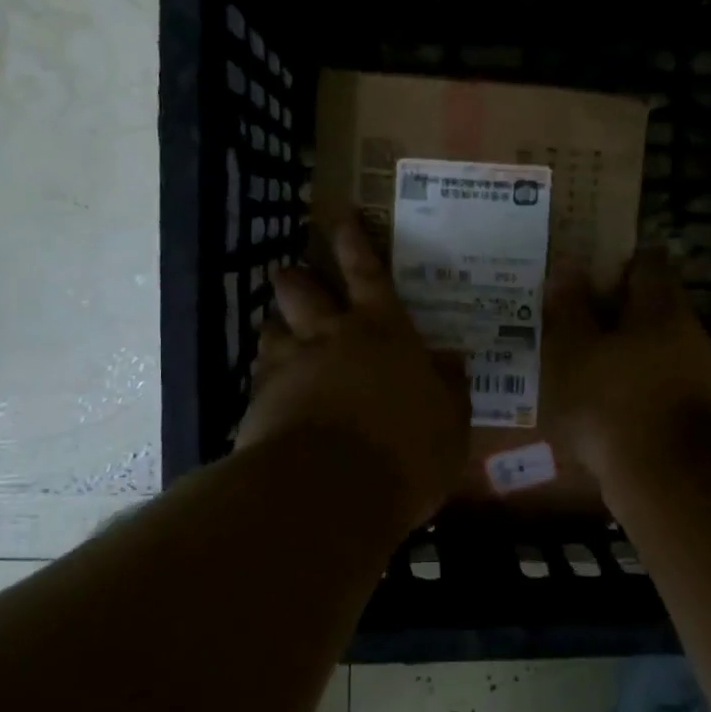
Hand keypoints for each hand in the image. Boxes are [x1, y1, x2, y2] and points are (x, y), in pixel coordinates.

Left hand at [237, 217, 468, 532]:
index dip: (354, 243)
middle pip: (302, 291)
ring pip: (271, 330)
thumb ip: (450, 388)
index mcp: (383, 332)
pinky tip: (270, 397)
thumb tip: (451, 361)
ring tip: (280, 339)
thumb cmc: (406, 452)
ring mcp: (289, 367)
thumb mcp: (450, 423)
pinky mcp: (259, 402)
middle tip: (293, 277)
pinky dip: (265, 381)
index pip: (367, 273)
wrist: (331, 492)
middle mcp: (331, 337)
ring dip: (276, 330)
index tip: (340, 219)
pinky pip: (259, 379)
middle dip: (296, 279)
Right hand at [544, 247, 710, 483]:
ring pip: (644, 346)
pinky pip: (645, 381)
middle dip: (607, 306)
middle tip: (565, 308)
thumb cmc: (614, 400)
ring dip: (612, 346)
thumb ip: (569, 306)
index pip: (645, 261)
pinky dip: (620, 380)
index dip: (613, 258)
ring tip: (569, 351)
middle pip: (645, 305)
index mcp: (661, 307)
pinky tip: (589, 392)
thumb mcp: (574, 348)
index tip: (582, 263)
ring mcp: (689, 375)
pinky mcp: (681, 412)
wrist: (664, 480)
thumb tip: (567, 266)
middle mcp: (684, 333)